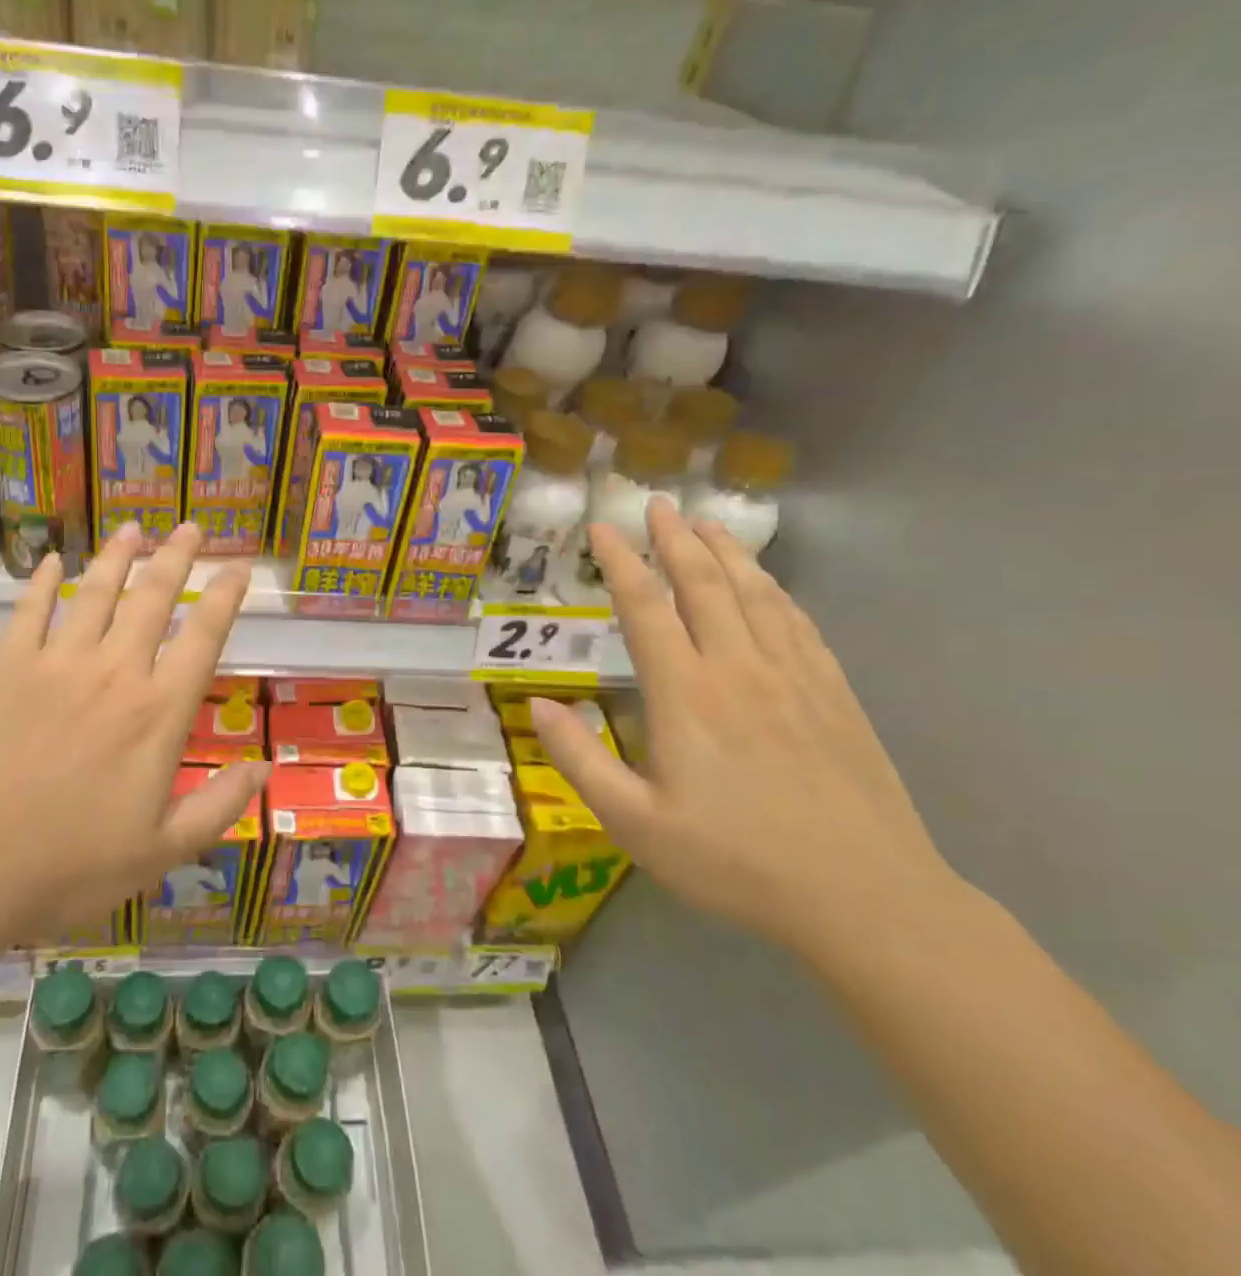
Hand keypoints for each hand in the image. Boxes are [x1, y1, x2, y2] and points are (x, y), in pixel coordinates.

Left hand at [0, 521, 265, 956]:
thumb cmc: (64, 869)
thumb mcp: (158, 854)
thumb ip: (216, 808)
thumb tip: (265, 770)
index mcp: (156, 715)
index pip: (202, 638)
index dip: (225, 598)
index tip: (239, 568)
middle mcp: (113, 674)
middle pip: (152, 599)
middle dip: (176, 558)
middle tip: (191, 528)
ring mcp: (55, 665)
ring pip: (95, 593)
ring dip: (117, 557)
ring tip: (134, 531)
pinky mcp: (4, 669)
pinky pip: (29, 612)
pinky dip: (42, 582)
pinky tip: (52, 561)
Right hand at [530, 500, 961, 962]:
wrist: (866, 899)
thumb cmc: (736, 862)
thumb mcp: (635, 823)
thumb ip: (580, 760)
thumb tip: (537, 706)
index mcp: (686, 694)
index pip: (646, 607)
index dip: (620, 562)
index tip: (602, 528)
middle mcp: (739, 669)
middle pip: (704, 584)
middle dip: (675, 539)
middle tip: (658, 504)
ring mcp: (794, 677)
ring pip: (755, 594)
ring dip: (727, 552)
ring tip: (707, 522)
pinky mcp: (835, 695)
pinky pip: (798, 624)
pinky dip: (775, 592)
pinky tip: (767, 585)